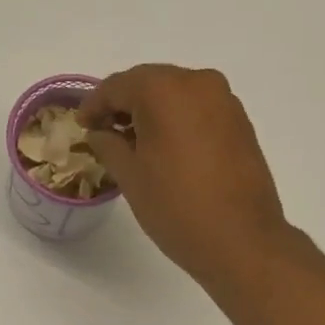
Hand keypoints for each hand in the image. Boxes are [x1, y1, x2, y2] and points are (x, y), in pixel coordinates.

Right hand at [78, 65, 289, 283]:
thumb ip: (108, 145)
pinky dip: (178, 121)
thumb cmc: (177, 207)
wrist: (242, 241)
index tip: (82, 126)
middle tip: (104, 133)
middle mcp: (198, 83)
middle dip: (124, 105)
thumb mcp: (130, 176)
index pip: (118, 86)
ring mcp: (225, 101)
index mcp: (165, 89)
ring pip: (176, 95)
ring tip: (134, 144)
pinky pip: (199, 110)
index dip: (94, 105)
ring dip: (152, 113)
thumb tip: (101, 132)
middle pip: (149, 83)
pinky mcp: (241, 123)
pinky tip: (166, 149)